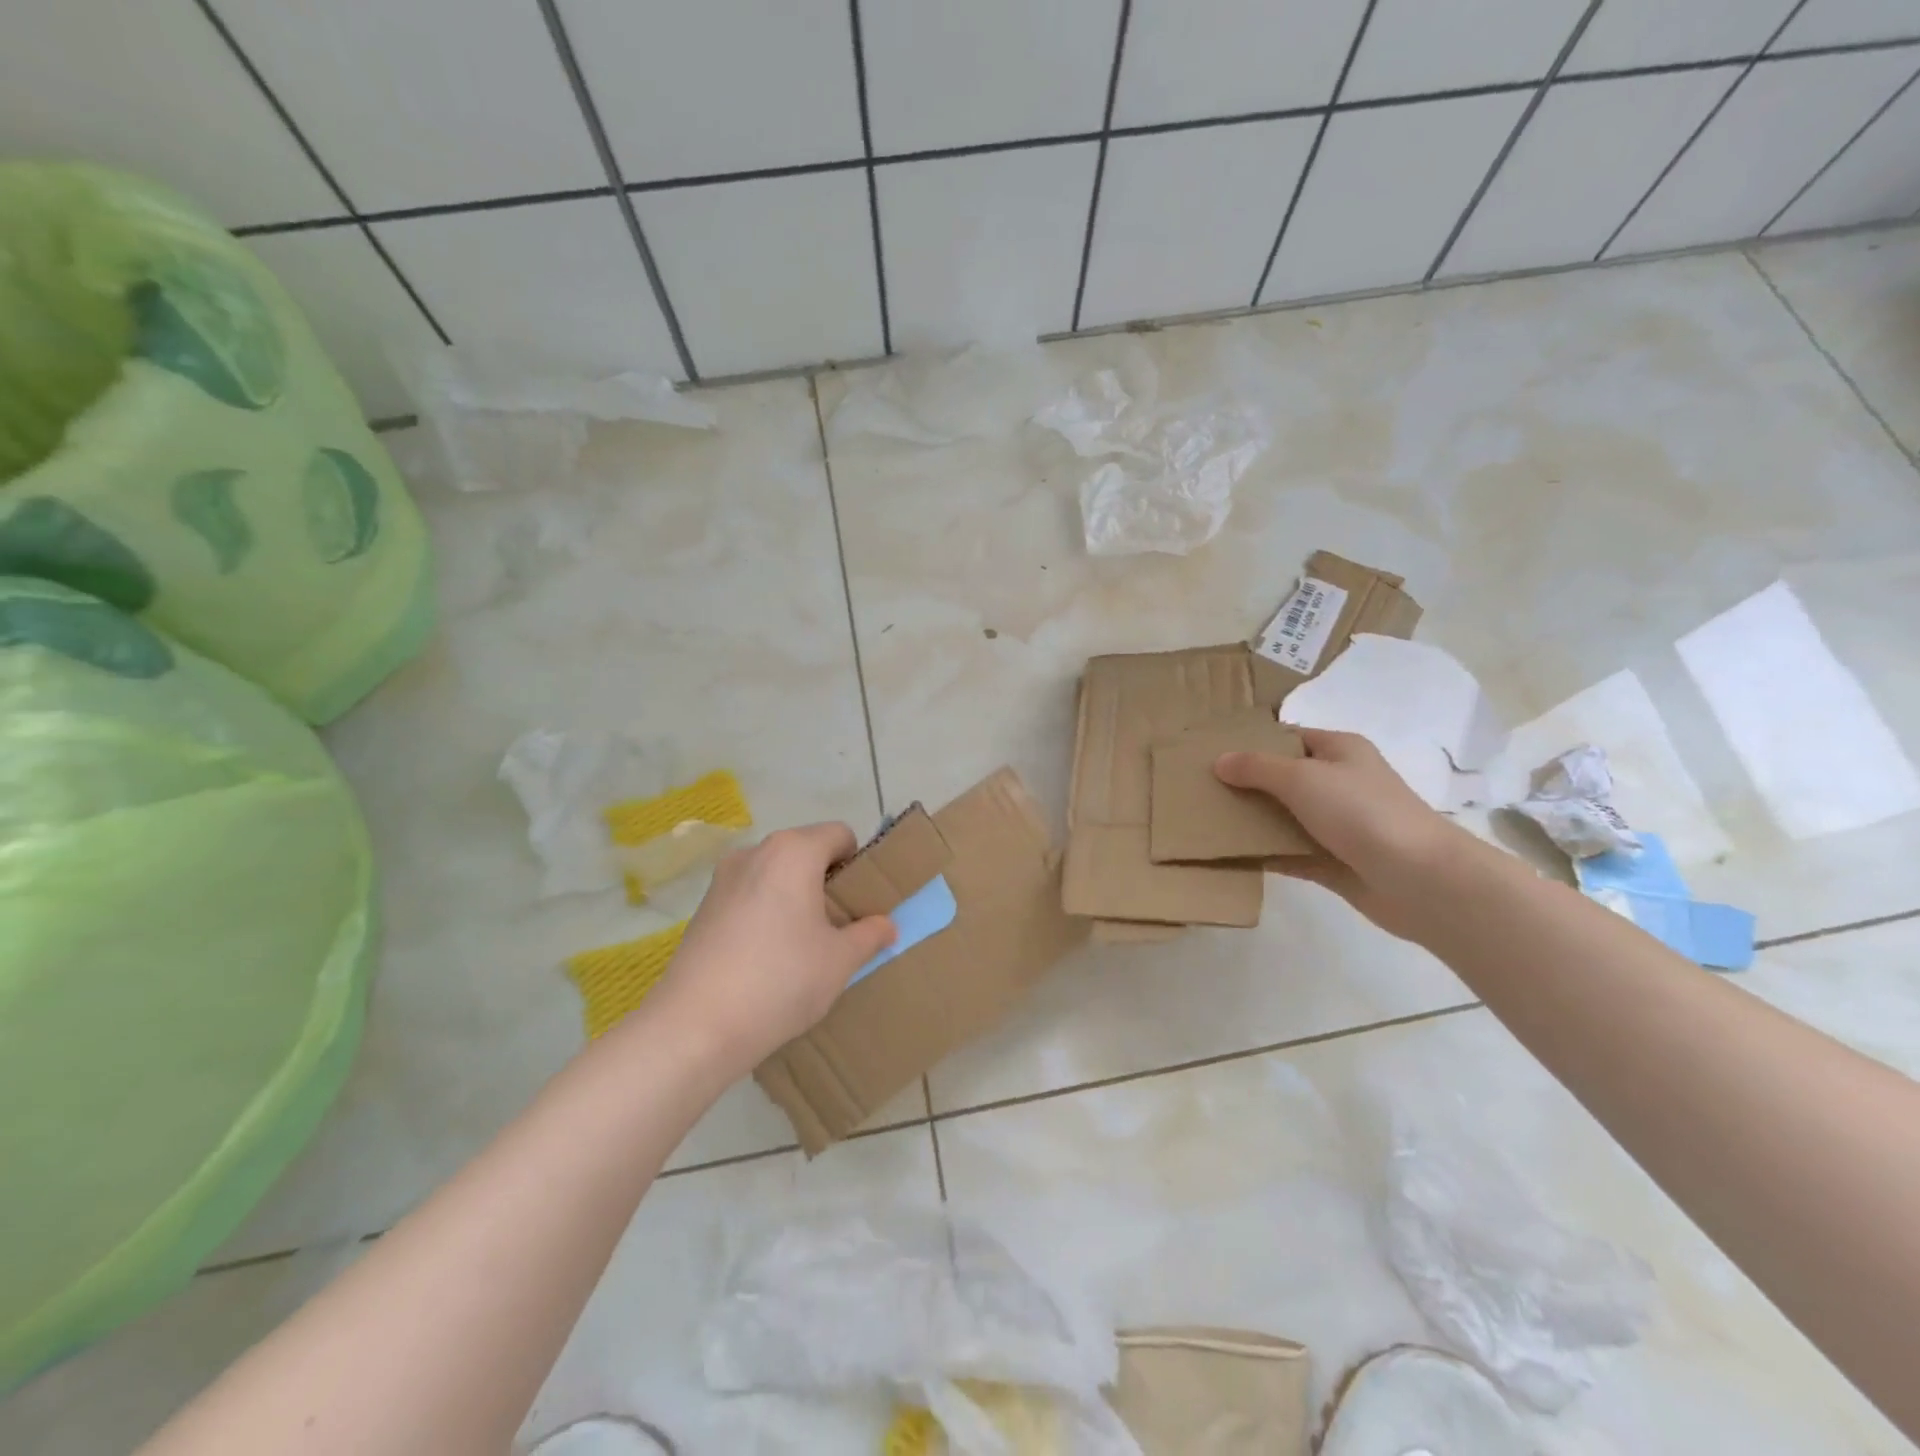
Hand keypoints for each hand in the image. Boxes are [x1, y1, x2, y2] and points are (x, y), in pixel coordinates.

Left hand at [644, 823, 894, 1072]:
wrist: (696, 1027)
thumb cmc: (781, 980)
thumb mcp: (840, 960)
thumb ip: (869, 934)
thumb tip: (885, 925)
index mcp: (793, 852)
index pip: (840, 835)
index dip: (858, 864)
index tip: (860, 903)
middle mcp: (755, 852)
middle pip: (805, 851)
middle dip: (826, 882)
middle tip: (837, 927)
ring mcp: (723, 878)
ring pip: (775, 874)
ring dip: (795, 896)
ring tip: (801, 945)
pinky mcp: (703, 907)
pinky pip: (749, 895)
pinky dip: (766, 911)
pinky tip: (766, 957)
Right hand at [1215, 729, 1473, 939]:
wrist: (1418, 879)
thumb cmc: (1361, 812)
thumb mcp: (1301, 778)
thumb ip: (1257, 768)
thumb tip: (1220, 761)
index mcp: (1340, 751)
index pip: (1290, 737)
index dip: (1254, 742)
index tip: (1213, 752)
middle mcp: (1341, 783)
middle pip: (1284, 778)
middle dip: (1246, 783)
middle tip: (1201, 788)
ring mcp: (1339, 825)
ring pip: (1285, 817)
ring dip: (1252, 820)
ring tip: (1206, 820)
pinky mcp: (1334, 862)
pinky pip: (1290, 853)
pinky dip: (1265, 853)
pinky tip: (1229, 855)